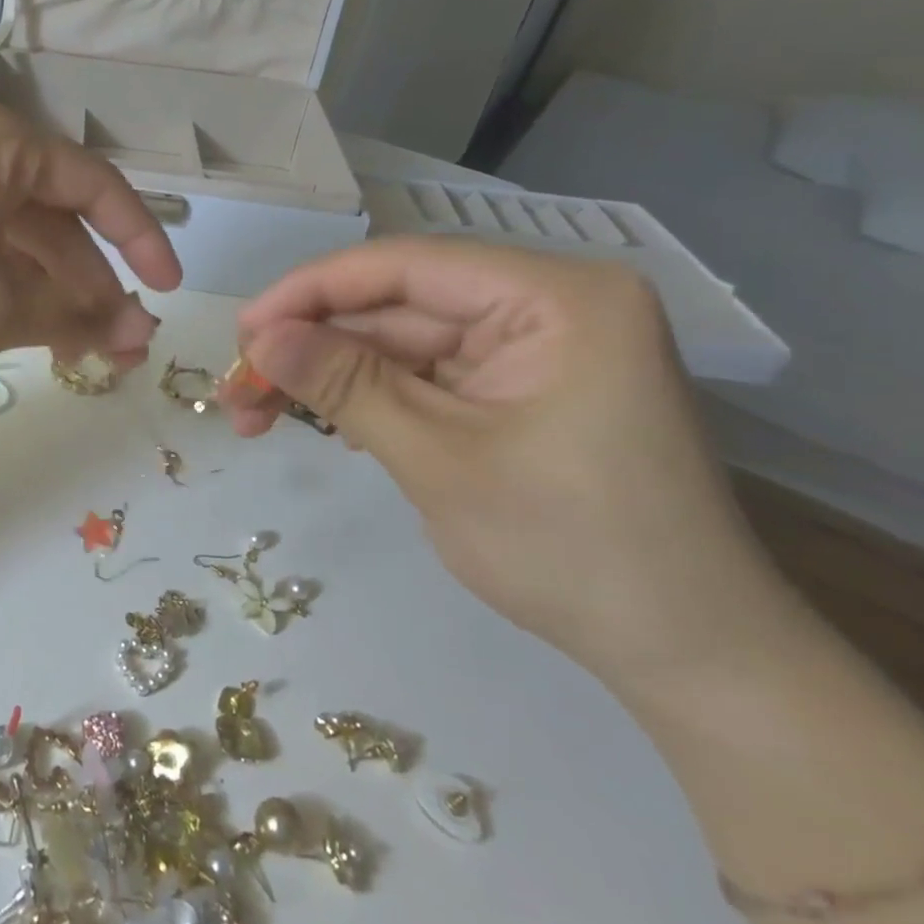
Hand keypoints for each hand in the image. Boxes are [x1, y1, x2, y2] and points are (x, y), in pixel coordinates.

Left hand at [0, 95, 181, 385]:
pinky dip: (12, 294)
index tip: (170, 293)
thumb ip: (72, 317)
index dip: (140, 239)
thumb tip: (136, 333)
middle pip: (55, 219)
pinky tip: (38, 337)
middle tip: (127, 348)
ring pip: (17, 244)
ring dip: (55, 297)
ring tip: (90, 355)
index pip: (92, 184)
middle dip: (94, 285)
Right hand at [222, 239, 792, 690]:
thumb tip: (259, 338)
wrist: (686, 656)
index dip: (309, 292)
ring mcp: (528, 352)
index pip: (403, 267)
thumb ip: (344, 384)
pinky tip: (314, 422)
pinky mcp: (512, 392)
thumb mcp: (438, 459)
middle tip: (237, 390)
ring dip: (325, 378)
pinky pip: (419, 378)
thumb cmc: (572, 549)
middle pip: (394, 307)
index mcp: (555, 298)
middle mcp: (543, 307)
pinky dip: (364, 399)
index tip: (241, 332)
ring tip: (253, 415)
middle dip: (309, 347)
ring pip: (396, 345)